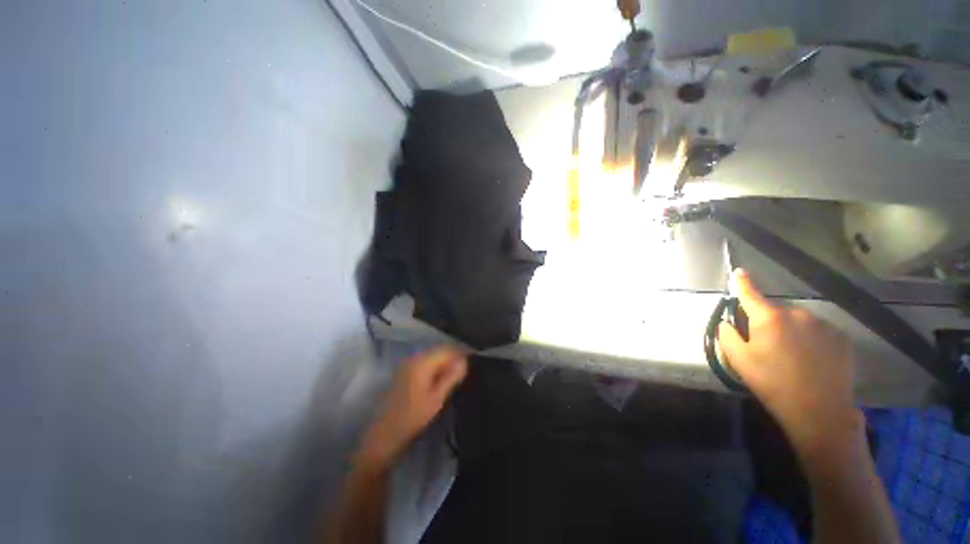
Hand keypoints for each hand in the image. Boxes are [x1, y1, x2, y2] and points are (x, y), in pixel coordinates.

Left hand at [356, 346, 467, 469]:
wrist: (384, 436)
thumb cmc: (413, 418)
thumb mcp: (437, 399)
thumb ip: (451, 377)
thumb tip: (465, 361)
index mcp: (421, 363)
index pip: (446, 350)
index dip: (460, 354)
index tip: (472, 363)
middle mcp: (413, 358)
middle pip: (438, 351)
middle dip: (453, 358)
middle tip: (465, 371)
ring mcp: (406, 364)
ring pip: (431, 356)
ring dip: (444, 363)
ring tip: (455, 376)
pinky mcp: (403, 372)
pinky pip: (424, 363)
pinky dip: (434, 367)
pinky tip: (440, 379)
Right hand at [718, 270, 860, 459]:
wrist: (819, 411)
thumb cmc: (772, 383)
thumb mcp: (738, 360)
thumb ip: (726, 335)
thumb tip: (727, 322)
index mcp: (769, 318)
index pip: (750, 293)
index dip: (742, 283)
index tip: (739, 272)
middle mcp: (797, 314)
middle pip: (775, 311)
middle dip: (768, 322)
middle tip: (767, 346)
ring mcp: (822, 325)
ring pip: (798, 321)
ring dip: (791, 331)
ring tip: (792, 356)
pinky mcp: (841, 337)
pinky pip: (817, 331)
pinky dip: (810, 339)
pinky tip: (811, 360)